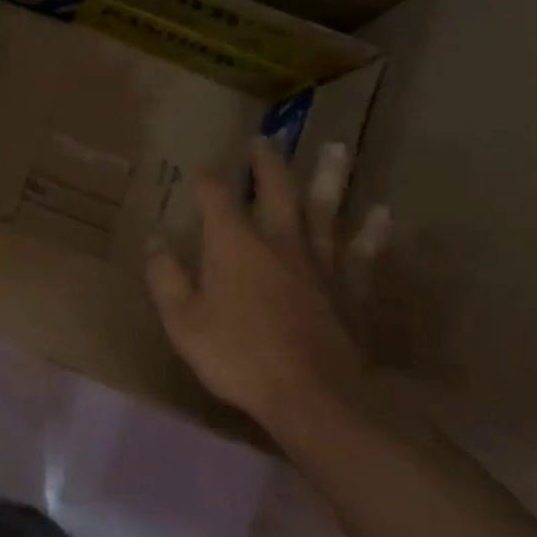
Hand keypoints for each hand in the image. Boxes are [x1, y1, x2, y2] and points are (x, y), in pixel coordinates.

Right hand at [145, 138, 391, 432]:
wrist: (317, 397)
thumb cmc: (239, 357)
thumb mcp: (183, 321)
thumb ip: (165, 278)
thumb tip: (155, 240)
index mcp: (234, 244)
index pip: (216, 195)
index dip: (206, 178)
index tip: (199, 170)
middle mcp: (279, 240)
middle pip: (276, 189)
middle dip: (267, 163)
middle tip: (265, 139)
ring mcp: (322, 262)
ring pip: (326, 209)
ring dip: (329, 176)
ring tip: (335, 147)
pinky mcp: (353, 288)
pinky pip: (364, 252)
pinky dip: (372, 232)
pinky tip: (381, 213)